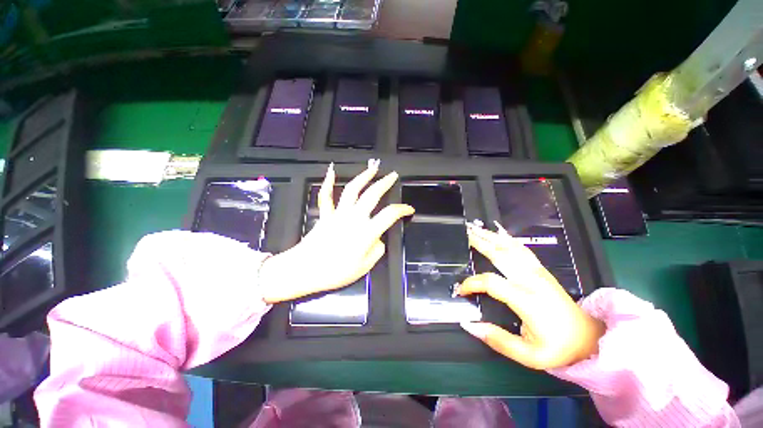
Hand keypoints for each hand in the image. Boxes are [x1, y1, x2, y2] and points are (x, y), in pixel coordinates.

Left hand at [258, 160, 414, 303]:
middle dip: (385, 183)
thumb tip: (378, 239)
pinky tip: (331, 171)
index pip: (390, 215)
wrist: (304, 270)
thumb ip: (376, 251)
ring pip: (352, 190)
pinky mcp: (325, 215)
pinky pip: (326, 196)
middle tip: (392, 175)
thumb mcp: (364, 267)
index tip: (409, 209)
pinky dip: (328, 183)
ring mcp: (338, 214)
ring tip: (372, 168)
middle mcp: (354, 218)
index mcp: (366, 232)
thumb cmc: (336, 272)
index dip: (403, 209)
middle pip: (372, 195)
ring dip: (363, 177)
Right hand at [456, 222, 604, 369]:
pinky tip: (498, 233)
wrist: (588, 338)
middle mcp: (531, 281)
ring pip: (510, 248)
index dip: (472, 283)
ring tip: (475, 228)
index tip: (460, 291)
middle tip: (464, 233)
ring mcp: (537, 272)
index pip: (491, 282)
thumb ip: (498, 340)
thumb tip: (468, 324)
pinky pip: (521, 249)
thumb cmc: (558, 348)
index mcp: (527, 301)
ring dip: (491, 236)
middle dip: (480, 243)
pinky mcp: (541, 270)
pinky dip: (507, 239)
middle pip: (500, 255)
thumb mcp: (528, 355)